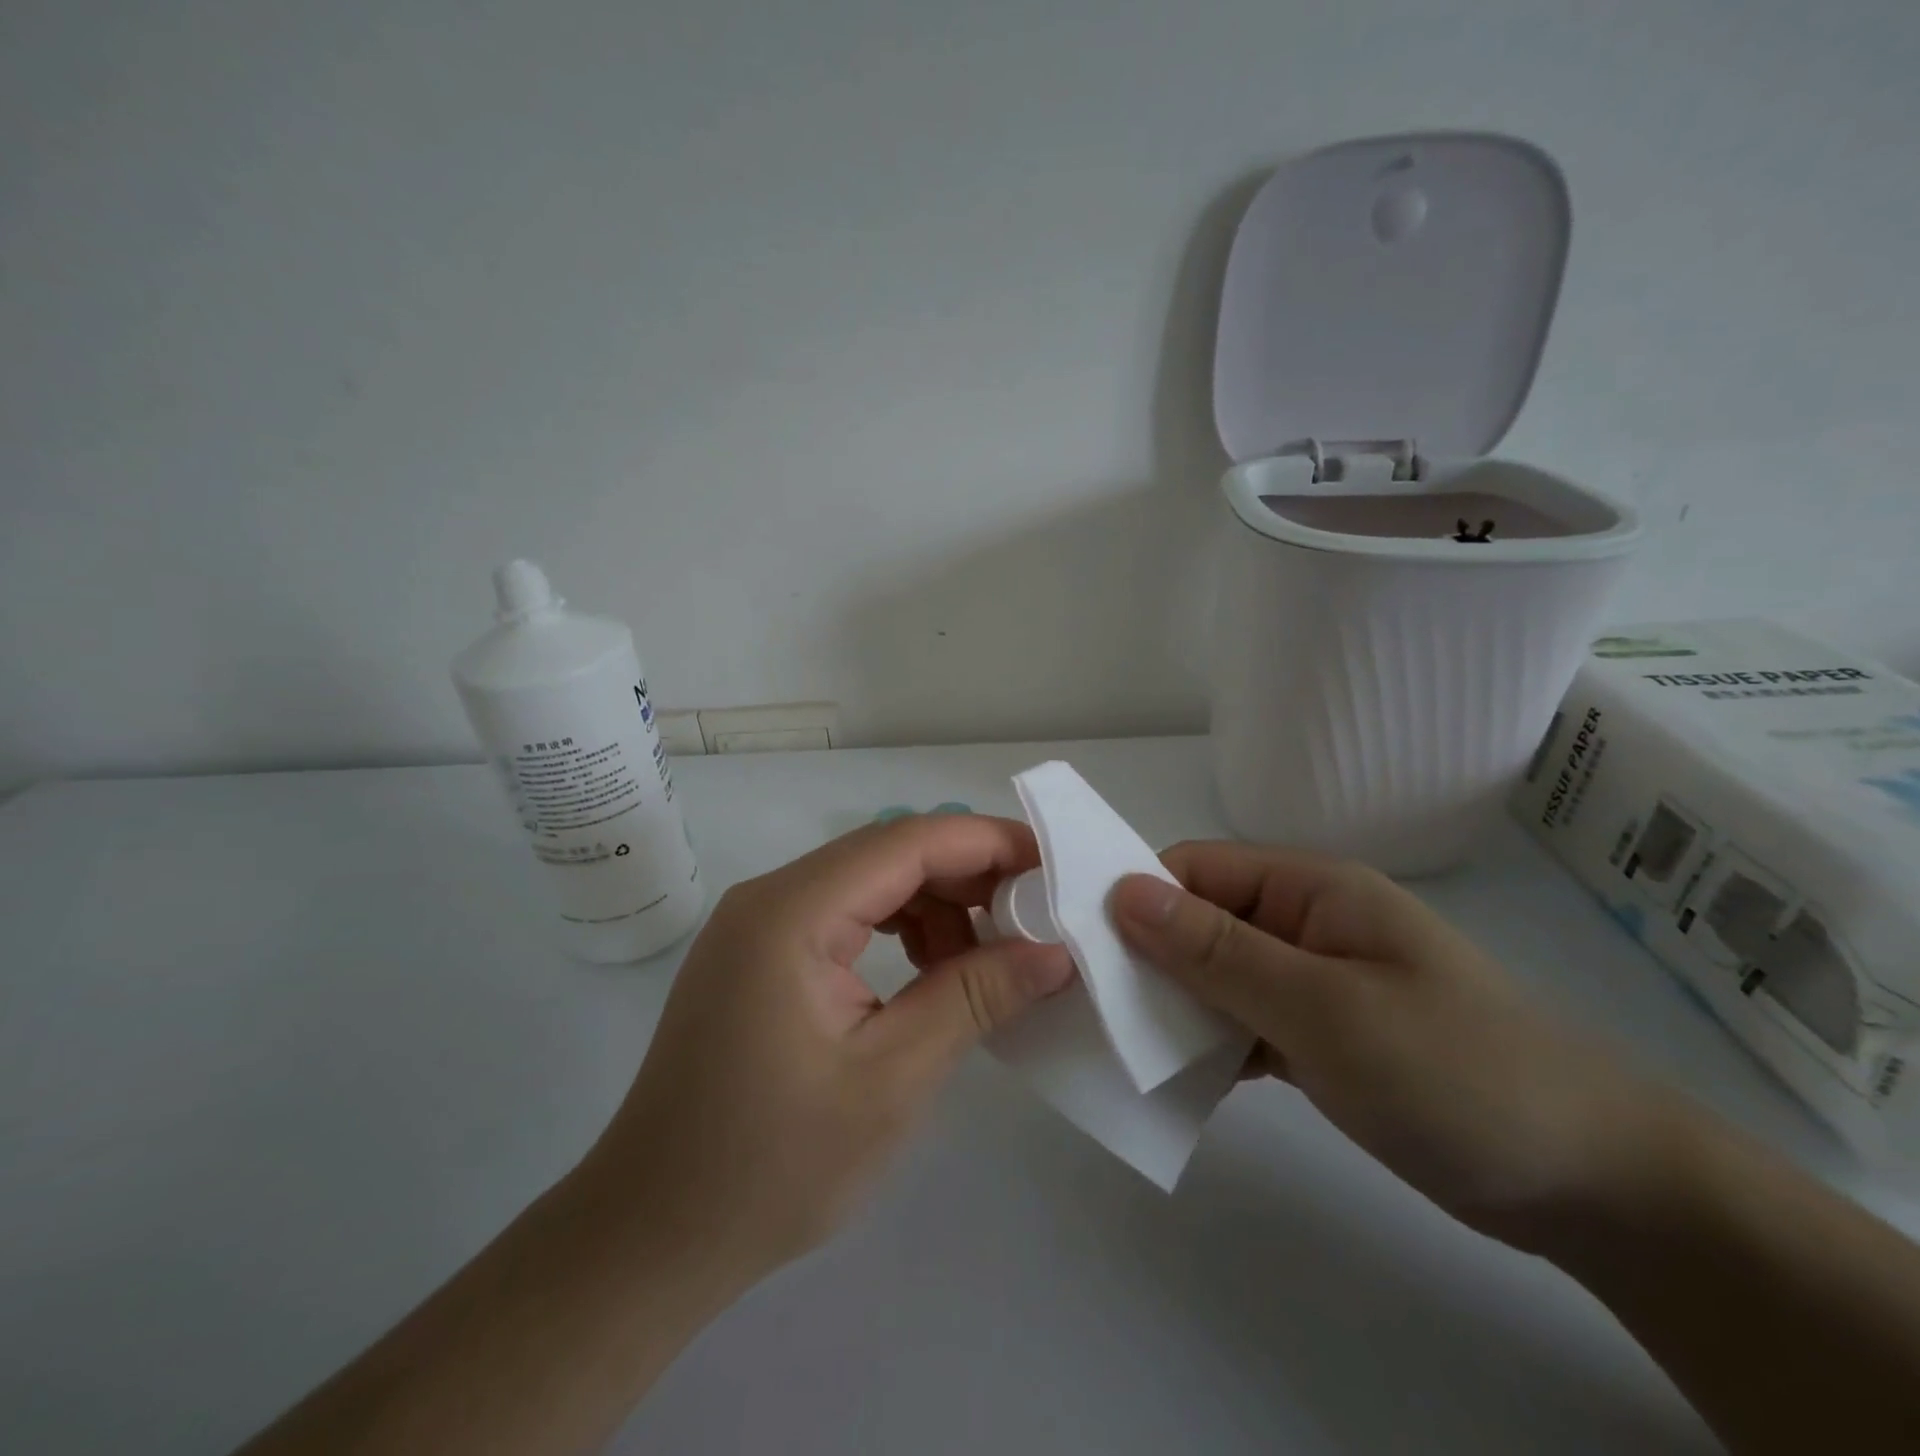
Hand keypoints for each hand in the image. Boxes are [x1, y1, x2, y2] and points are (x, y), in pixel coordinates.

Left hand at [582, 814, 1073, 1287]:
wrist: (653, 1234)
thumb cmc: (773, 1165)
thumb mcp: (892, 1079)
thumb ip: (975, 996)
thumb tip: (1055, 950)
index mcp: (791, 912)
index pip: (907, 841)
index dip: (987, 842)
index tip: (1053, 866)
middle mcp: (770, 897)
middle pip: (888, 854)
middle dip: (966, 876)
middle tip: (1032, 919)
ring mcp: (759, 924)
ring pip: (869, 882)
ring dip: (934, 906)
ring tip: (982, 961)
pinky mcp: (760, 954)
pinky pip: (845, 915)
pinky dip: (898, 930)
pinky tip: (930, 974)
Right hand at [1110, 843, 1678, 1249]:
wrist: (1594, 1185)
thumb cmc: (1455, 1071)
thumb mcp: (1323, 1008)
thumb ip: (1218, 952)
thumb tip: (1123, 893)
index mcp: (1310, 889)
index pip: (1198, 870)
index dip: (1139, 898)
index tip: (1084, 946)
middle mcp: (1305, 924)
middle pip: (1201, 922)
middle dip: (1149, 958)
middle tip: (1093, 1006)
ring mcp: (1313, 982)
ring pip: (1217, 976)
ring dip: (1176, 1005)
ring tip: (1123, 1046)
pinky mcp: (1319, 1036)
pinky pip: (1243, 1022)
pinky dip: (1210, 1044)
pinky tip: (1178, 1078)